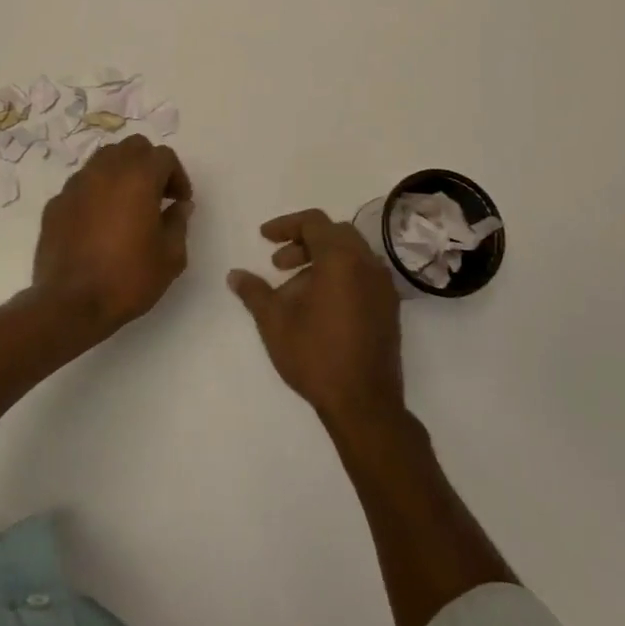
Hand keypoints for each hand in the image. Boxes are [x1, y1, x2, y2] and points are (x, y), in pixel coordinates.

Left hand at [31, 134, 193, 335]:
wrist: (70, 304)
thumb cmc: (127, 278)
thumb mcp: (170, 257)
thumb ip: (178, 223)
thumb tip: (179, 206)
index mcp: (137, 178)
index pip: (164, 156)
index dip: (177, 176)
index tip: (180, 202)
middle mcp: (105, 171)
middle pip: (132, 147)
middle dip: (149, 164)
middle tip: (157, 195)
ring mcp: (75, 185)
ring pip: (103, 160)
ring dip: (120, 173)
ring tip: (127, 205)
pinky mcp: (55, 203)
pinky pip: (81, 185)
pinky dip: (96, 193)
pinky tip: (99, 223)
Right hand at [227, 210, 405, 429]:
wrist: (364, 403)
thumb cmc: (316, 355)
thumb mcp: (274, 321)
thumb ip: (254, 292)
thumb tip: (235, 275)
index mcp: (341, 259)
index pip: (314, 222)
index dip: (286, 225)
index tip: (264, 238)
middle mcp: (368, 264)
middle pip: (335, 234)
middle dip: (303, 243)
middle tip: (278, 264)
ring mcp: (383, 286)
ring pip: (351, 255)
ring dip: (321, 260)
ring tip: (294, 290)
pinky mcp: (390, 308)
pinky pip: (363, 275)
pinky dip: (339, 277)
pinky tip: (319, 306)